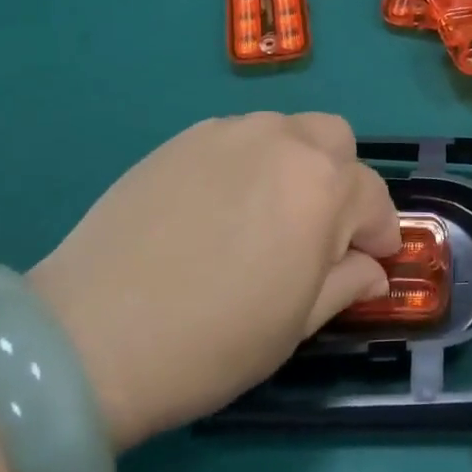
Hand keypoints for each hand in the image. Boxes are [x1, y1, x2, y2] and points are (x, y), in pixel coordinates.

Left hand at [28, 112, 399, 451]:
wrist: (91, 334)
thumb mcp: (294, 325)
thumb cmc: (211, 341)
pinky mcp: (184, 138)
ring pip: (285, 131)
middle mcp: (284, 141)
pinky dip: (247, 162)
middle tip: (319, 227)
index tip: (373, 259)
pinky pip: (237, 137)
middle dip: (341, 178)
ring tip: (264, 213)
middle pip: (336, 140)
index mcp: (323, 187)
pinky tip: (218, 206)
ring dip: (294, 164)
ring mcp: (230, 132)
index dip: (379, 232)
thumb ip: (345, 284)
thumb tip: (372, 270)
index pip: (373, 197)